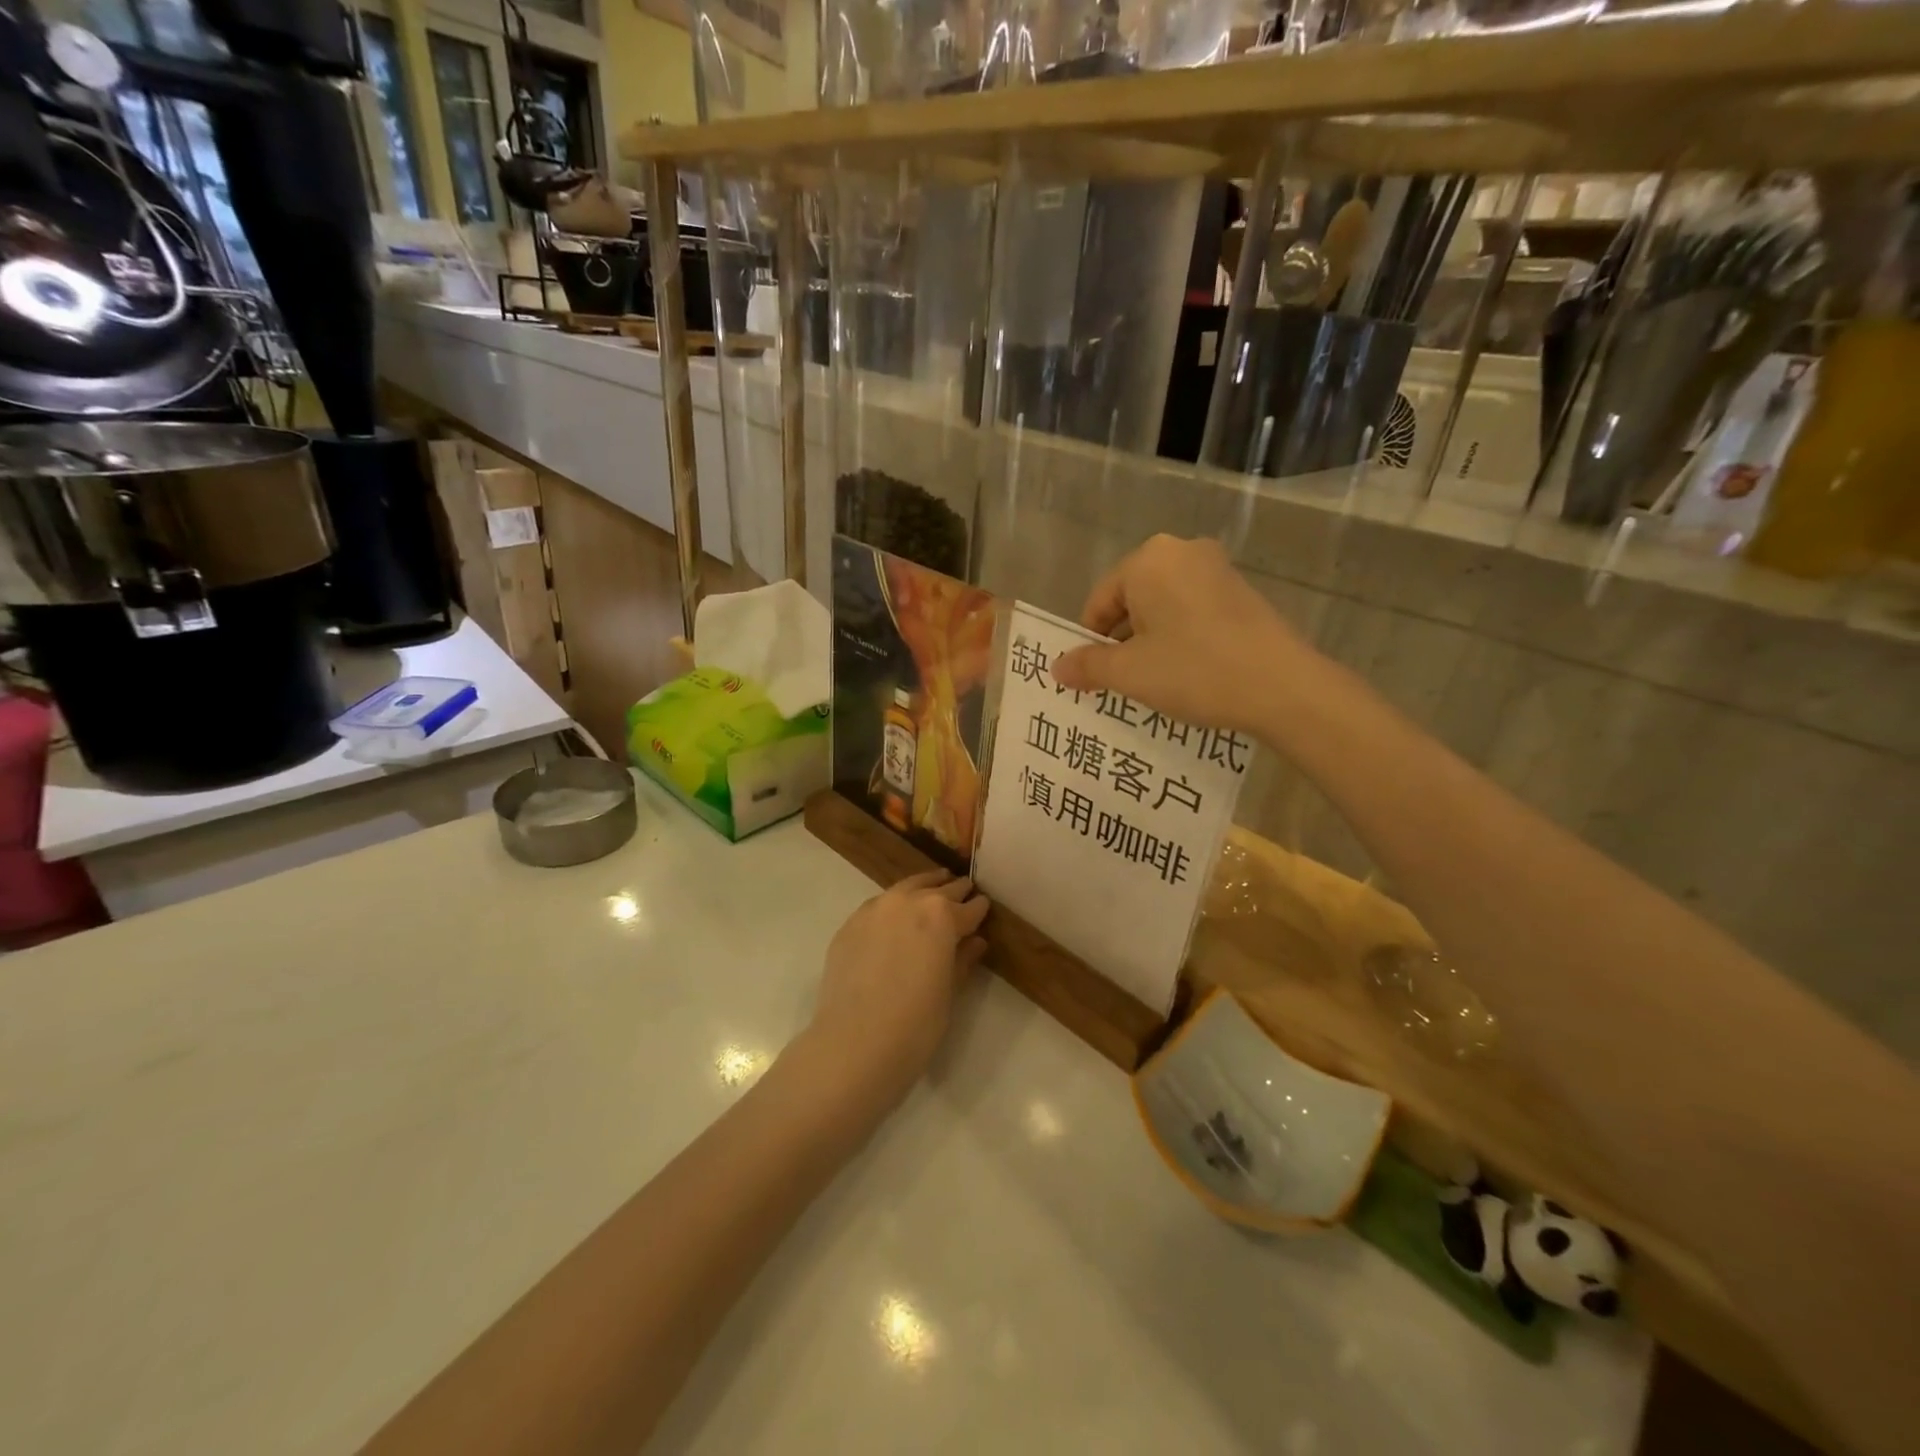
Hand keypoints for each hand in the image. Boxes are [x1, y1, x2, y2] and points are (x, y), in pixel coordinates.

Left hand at [807, 871, 989, 1106]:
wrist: (854, 1044)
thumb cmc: (916, 1024)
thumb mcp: (950, 991)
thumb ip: (963, 959)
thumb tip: (974, 941)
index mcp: (941, 915)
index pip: (969, 908)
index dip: (979, 909)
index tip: (984, 908)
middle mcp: (908, 901)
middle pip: (938, 889)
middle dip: (954, 891)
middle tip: (964, 891)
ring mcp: (875, 909)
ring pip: (906, 888)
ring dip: (923, 888)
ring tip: (933, 890)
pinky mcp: (850, 924)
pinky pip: (879, 906)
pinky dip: (893, 906)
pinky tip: (896, 919)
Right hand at [1052, 535, 1308, 731]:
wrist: (1283, 686)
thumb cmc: (1194, 670)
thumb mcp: (1130, 673)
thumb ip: (1087, 666)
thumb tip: (1057, 668)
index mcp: (1148, 560)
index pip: (1099, 602)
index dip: (1090, 643)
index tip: (1092, 678)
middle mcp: (1182, 551)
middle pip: (1132, 601)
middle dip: (1121, 641)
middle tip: (1121, 682)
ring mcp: (1217, 569)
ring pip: (1163, 608)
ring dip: (1150, 642)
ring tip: (1154, 682)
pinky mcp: (1242, 591)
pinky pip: (1193, 611)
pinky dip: (1181, 638)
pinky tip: (1187, 672)